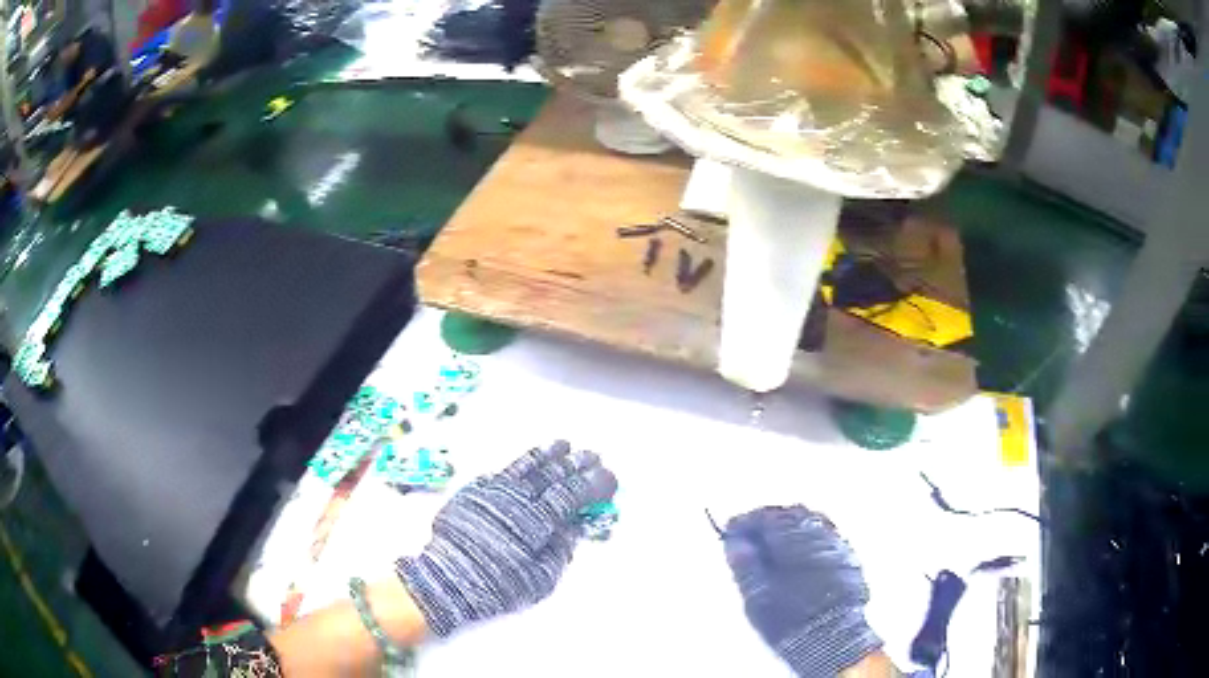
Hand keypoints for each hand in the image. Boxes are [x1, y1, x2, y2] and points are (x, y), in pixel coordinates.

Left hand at [397, 441, 616, 636]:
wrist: (448, 580)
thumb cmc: (497, 585)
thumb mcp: (540, 578)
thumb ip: (561, 550)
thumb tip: (574, 526)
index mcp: (536, 522)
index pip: (572, 494)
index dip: (593, 484)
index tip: (609, 478)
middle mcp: (517, 500)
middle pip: (552, 475)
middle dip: (576, 464)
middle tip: (592, 456)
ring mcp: (493, 493)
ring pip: (526, 467)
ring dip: (548, 455)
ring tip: (564, 446)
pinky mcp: (473, 492)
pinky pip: (502, 471)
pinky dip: (520, 464)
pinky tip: (529, 461)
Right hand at [724, 506, 881, 676]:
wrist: (832, 639)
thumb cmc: (788, 618)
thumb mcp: (757, 596)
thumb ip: (745, 565)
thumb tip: (735, 541)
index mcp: (793, 538)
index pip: (764, 517)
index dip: (744, 522)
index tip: (730, 531)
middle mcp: (818, 533)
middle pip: (790, 514)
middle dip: (769, 521)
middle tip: (751, 536)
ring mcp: (837, 544)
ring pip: (811, 523)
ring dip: (791, 528)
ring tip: (775, 545)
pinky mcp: (849, 558)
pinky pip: (826, 537)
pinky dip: (809, 539)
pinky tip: (801, 556)